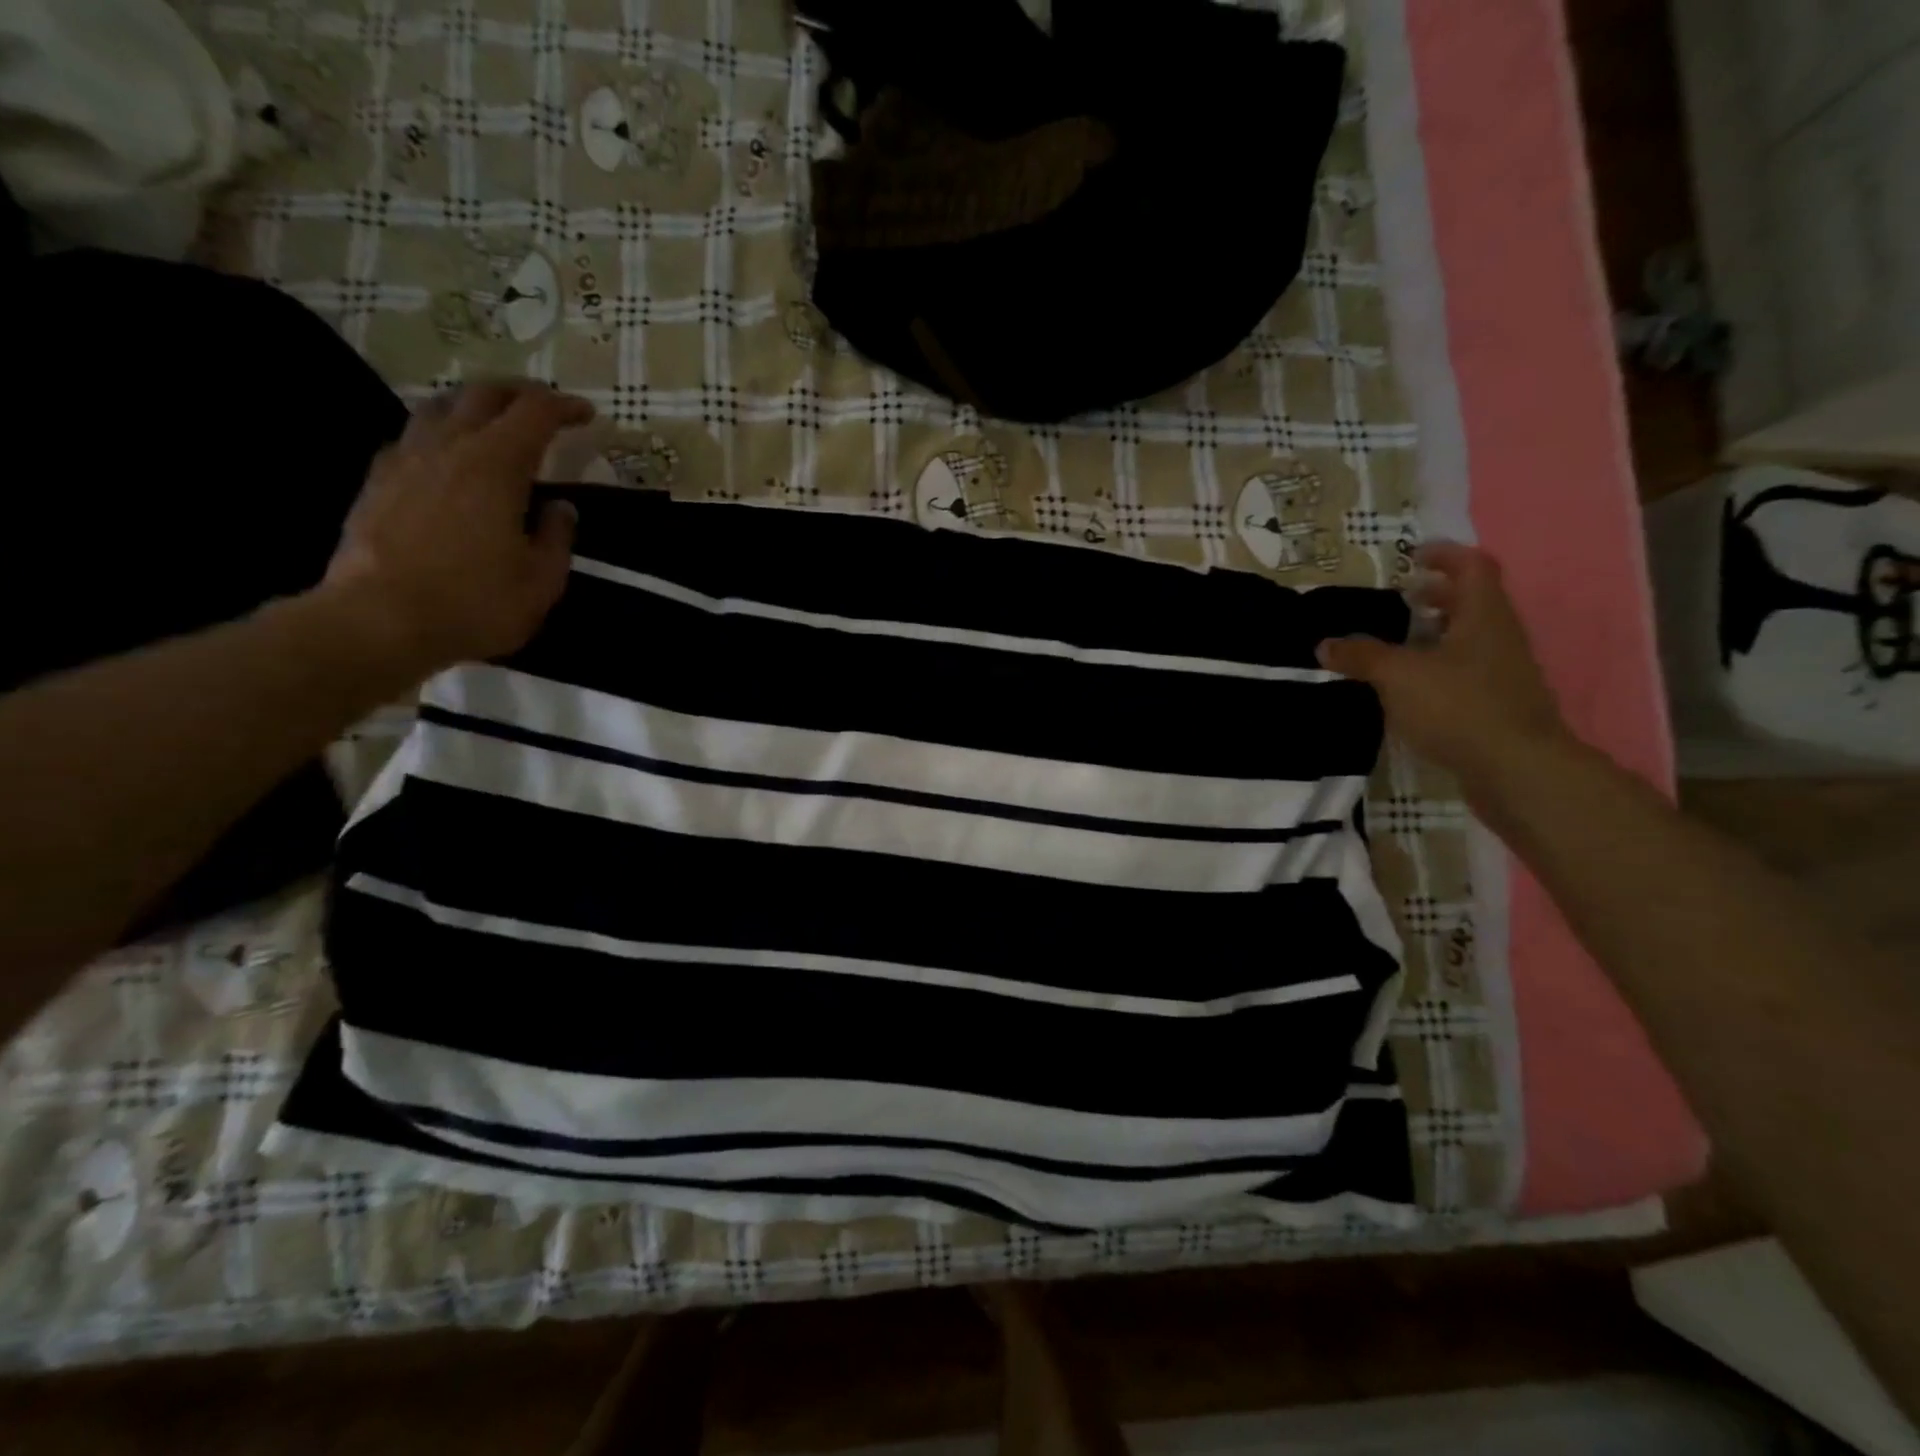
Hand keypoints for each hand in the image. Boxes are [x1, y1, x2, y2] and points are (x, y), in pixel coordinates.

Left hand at [315, 381, 592, 680]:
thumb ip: (556, 538)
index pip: (534, 413)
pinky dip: (440, 435)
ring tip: (493, 423)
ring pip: (440, 408)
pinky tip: (447, 459)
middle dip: (519, 393)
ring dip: (473, 406)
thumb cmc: (476, 602)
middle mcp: (449, 448)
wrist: (380, 620)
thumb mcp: (541, 580)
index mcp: (496, 465)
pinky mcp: (377, 482)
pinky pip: (412, 438)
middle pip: (483, 394)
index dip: (563, 407)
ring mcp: (405, 460)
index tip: (586, 414)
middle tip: (543, 407)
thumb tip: (560, 508)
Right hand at [1316, 542, 1571, 793]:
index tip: (1413, 556)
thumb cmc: (1460, 707)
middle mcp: (1499, 637)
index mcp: (1484, 616)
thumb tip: (1325, 644)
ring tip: (1397, 642)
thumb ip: (1362, 657)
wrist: (1517, 770)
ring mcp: (1503, 673)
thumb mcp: (1399, 676)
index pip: (1473, 567)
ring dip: (1437, 633)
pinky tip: (1410, 686)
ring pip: (1469, 639)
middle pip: (1473, 602)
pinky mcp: (1497, 705)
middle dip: (1437, 595)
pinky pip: (1466, 671)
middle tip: (1401, 597)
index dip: (1445, 555)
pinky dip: (1438, 667)